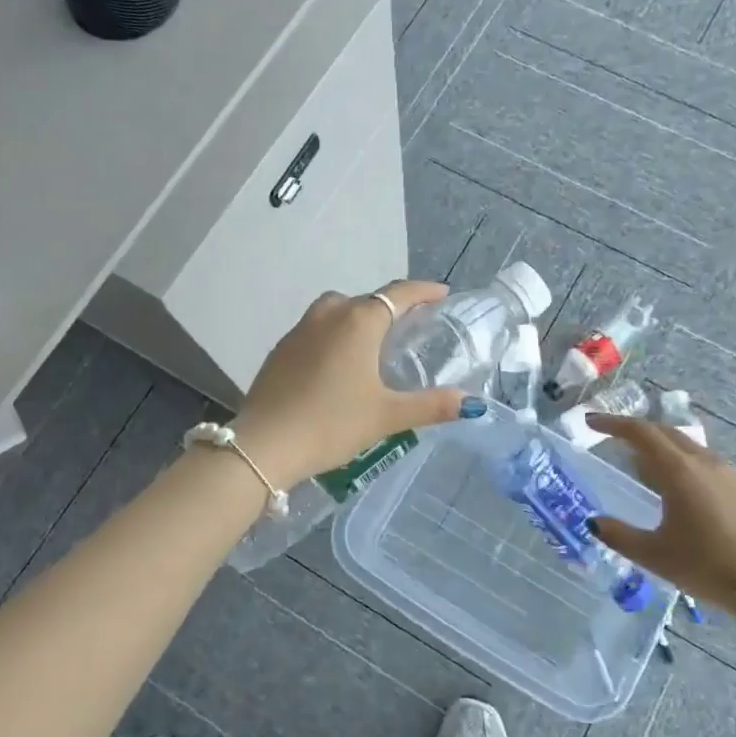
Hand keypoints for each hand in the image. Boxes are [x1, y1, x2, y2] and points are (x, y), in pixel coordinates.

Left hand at [231, 281, 470, 486]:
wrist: (264, 445)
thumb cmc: (332, 424)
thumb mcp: (387, 416)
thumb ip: (431, 405)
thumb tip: (471, 403)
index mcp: (358, 321)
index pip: (398, 294)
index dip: (423, 291)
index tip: (442, 294)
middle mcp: (328, 315)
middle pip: (366, 300)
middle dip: (391, 307)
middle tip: (411, 327)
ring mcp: (299, 330)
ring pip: (337, 310)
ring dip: (358, 317)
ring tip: (374, 344)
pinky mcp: (280, 349)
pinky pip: (316, 329)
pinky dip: (334, 335)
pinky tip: (338, 365)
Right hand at [586, 415, 735, 606]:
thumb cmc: (707, 565)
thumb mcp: (655, 555)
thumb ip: (619, 535)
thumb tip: (594, 522)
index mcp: (678, 470)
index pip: (640, 432)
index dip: (613, 423)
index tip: (591, 422)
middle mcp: (702, 461)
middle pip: (664, 432)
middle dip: (635, 430)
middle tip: (612, 438)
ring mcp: (726, 472)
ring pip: (686, 445)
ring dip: (659, 446)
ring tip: (642, 465)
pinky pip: (702, 460)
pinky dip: (680, 461)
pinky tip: (677, 487)